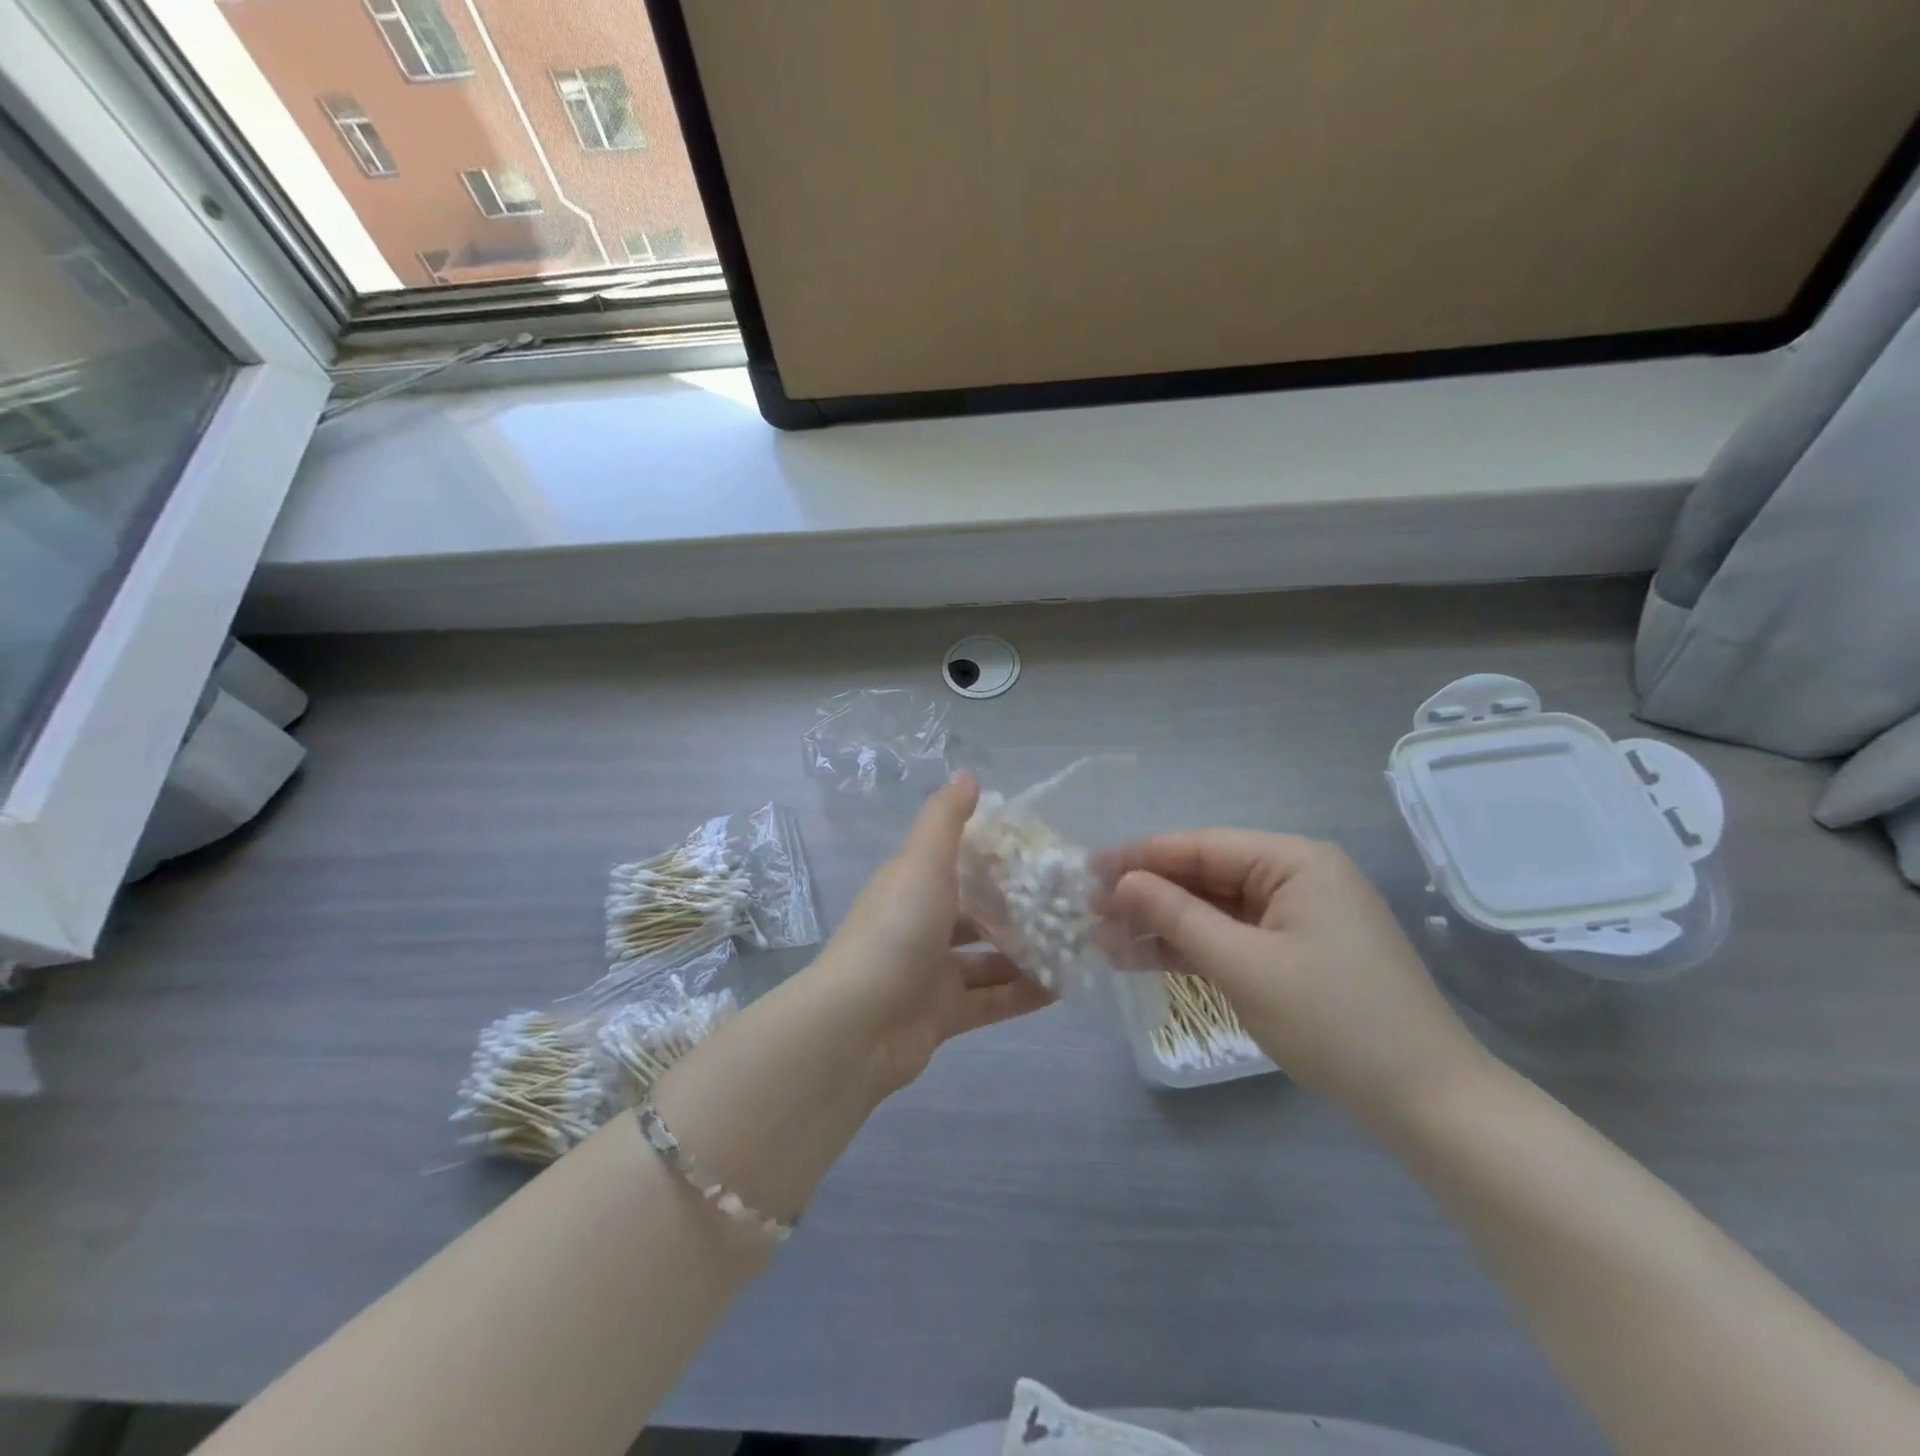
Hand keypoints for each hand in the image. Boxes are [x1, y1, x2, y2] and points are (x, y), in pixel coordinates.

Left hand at [809, 774, 1053, 1095]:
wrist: (856, 1026)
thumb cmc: (896, 931)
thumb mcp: (923, 863)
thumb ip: (946, 819)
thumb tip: (966, 774)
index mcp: (913, 885)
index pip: (959, 863)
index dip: (997, 857)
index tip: (1043, 853)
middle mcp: (921, 925)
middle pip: (977, 912)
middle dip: (1019, 909)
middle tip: (1071, 904)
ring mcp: (931, 973)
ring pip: (988, 959)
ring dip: (1027, 953)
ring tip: (1077, 945)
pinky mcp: (943, 1015)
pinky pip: (992, 1000)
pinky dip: (1023, 995)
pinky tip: (1064, 989)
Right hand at [1107, 831, 1490, 1124]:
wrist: (1426, 1104)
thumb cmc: (1334, 1021)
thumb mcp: (1243, 964)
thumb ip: (1177, 916)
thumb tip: (1121, 882)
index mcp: (1295, 861)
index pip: (1201, 846)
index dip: (1140, 856)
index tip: (1088, 869)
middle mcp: (1297, 877)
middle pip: (1205, 875)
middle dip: (1147, 893)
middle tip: (1089, 910)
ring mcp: (1297, 917)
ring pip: (1213, 909)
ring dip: (1162, 924)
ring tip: (1104, 939)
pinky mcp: (1295, 953)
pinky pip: (1232, 938)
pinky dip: (1191, 948)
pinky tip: (1143, 957)